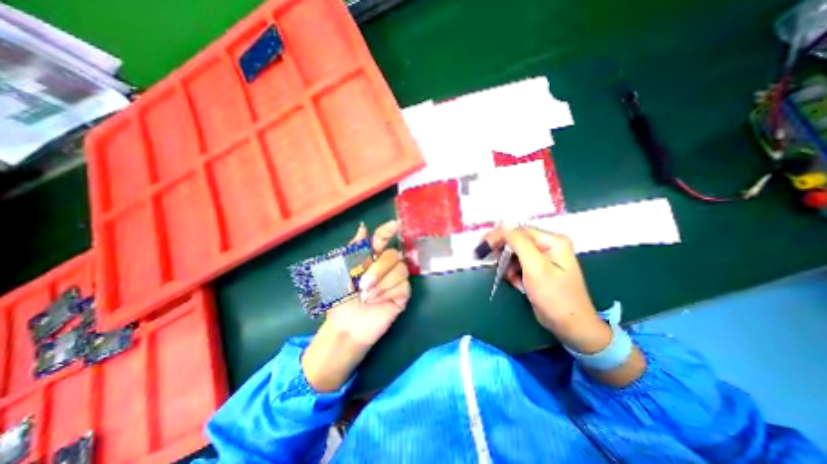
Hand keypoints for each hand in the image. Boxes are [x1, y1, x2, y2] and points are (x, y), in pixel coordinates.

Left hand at [300, 220, 408, 391]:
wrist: (346, 324)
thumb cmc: (341, 297)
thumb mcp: (342, 270)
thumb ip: (354, 249)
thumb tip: (363, 227)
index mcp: (370, 257)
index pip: (383, 238)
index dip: (389, 230)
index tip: (396, 225)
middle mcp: (385, 265)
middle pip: (394, 254)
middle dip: (379, 269)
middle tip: (363, 284)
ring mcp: (396, 279)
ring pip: (401, 270)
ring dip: (382, 284)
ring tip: (367, 297)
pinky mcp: (402, 294)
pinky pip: (404, 286)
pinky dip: (388, 293)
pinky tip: (378, 301)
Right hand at [482, 223, 608, 352]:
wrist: (570, 327)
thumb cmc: (554, 296)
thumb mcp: (535, 267)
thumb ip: (519, 242)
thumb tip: (504, 223)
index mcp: (552, 241)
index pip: (519, 231)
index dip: (499, 237)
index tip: (482, 247)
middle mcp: (549, 245)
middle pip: (516, 241)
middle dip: (503, 253)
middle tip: (488, 260)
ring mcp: (544, 258)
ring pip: (515, 254)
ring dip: (508, 265)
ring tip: (512, 279)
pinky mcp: (539, 269)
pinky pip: (519, 264)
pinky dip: (514, 273)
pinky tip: (518, 283)